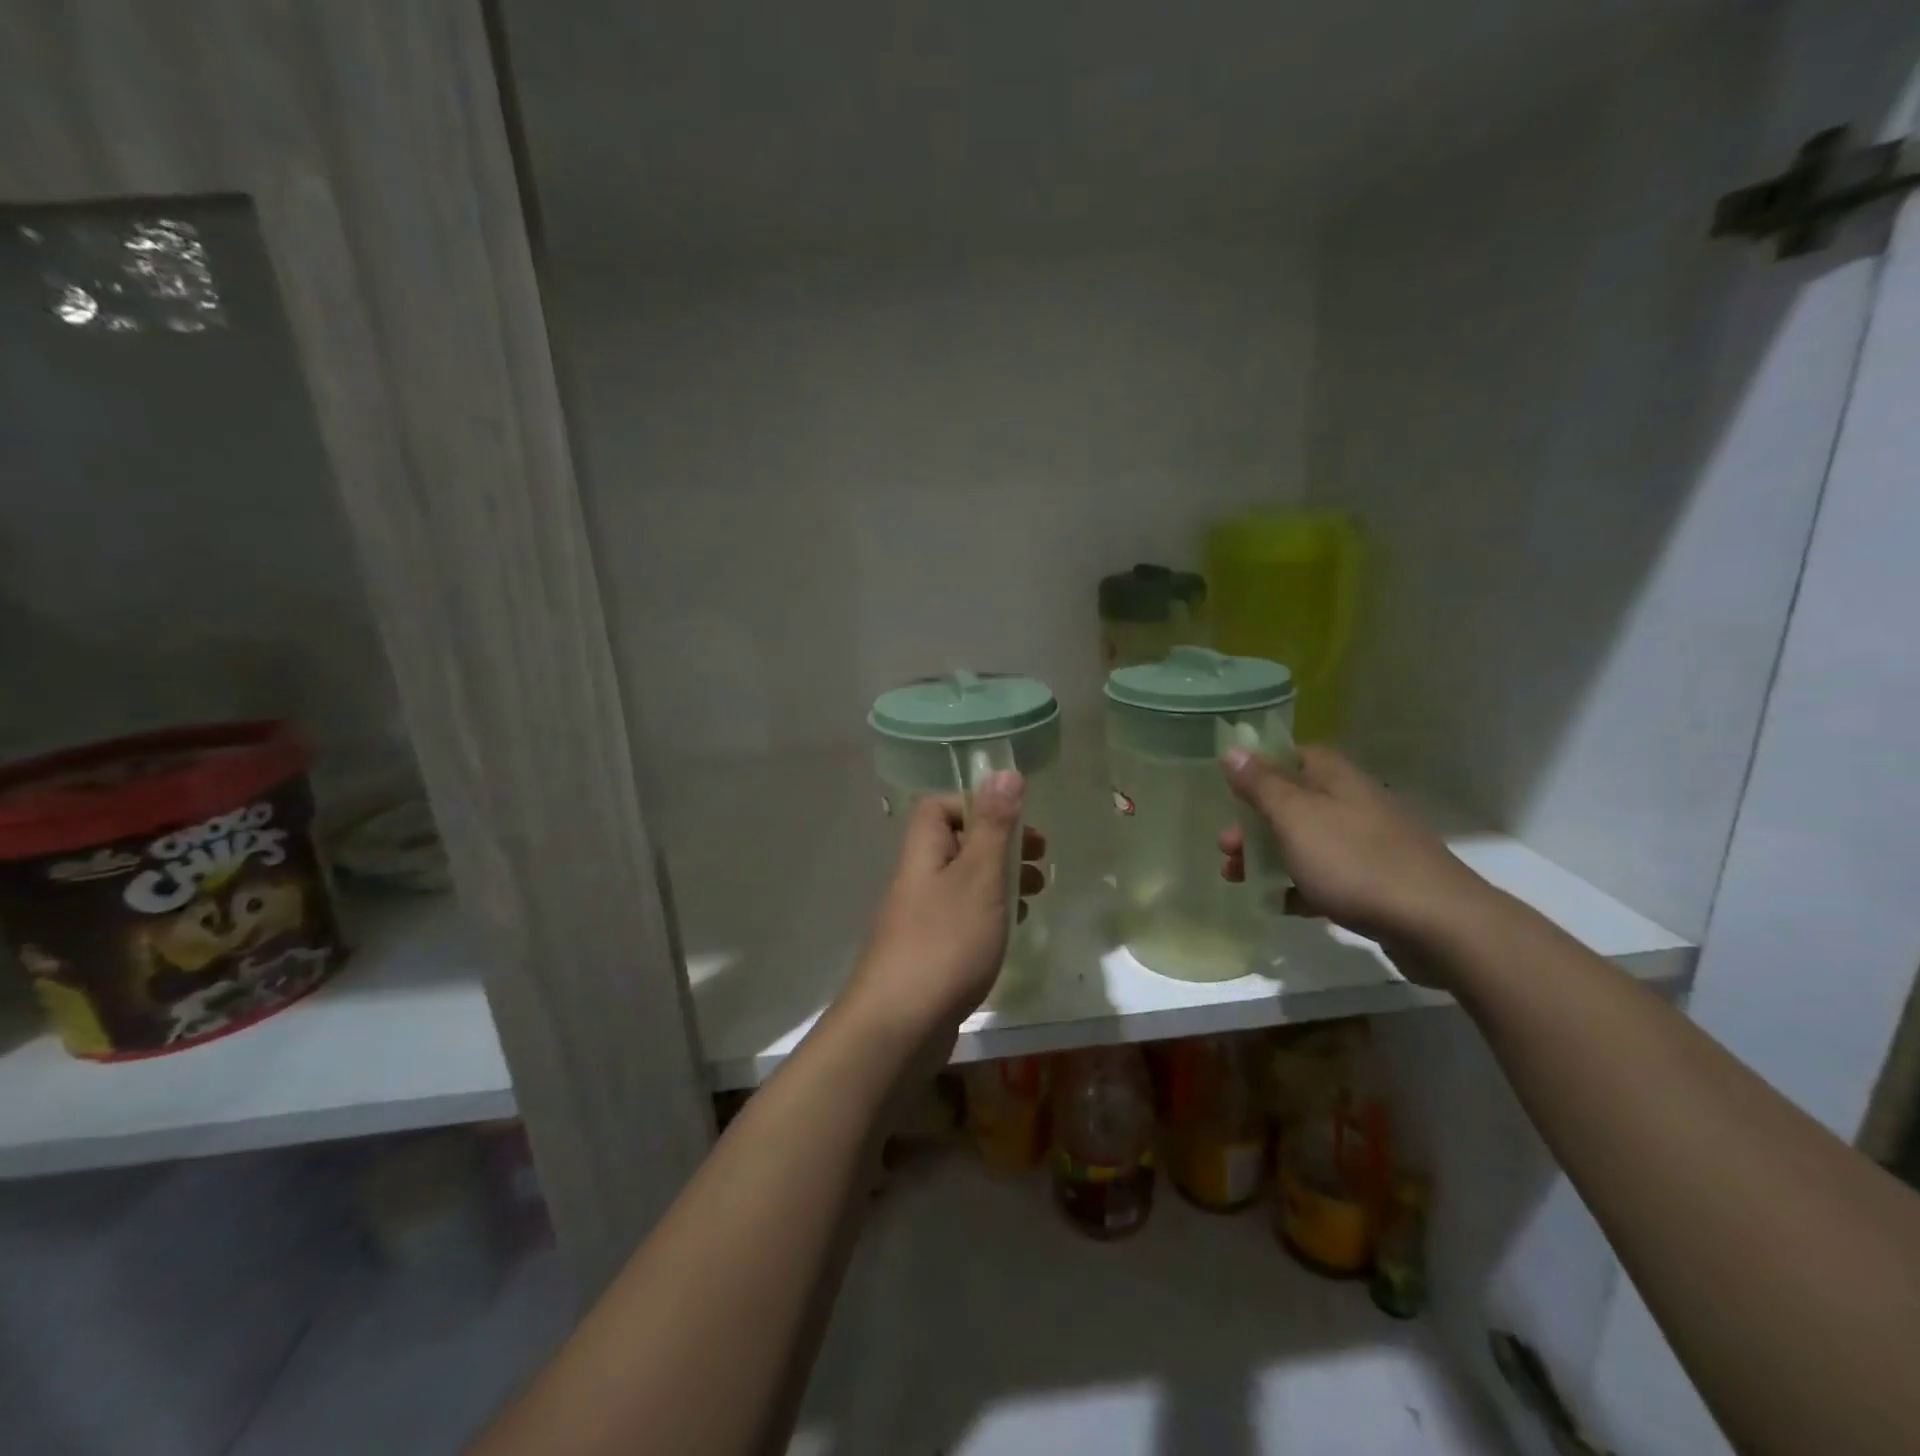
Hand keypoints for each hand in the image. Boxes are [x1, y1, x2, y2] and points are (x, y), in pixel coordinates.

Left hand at [842, 771, 1046, 1040]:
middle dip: (999, 845)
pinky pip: (962, 919)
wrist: (899, 1026)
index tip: (1013, 821)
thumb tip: (1004, 771)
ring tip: (1037, 892)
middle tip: (1039, 856)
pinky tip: (1012, 929)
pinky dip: (990, 915)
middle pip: (956, 844)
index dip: (975, 805)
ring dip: (1000, 880)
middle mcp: (916, 880)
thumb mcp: (978, 876)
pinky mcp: (928, 954)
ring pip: (963, 883)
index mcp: (922, 853)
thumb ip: (993, 826)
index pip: (938, 807)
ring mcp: (919, 919)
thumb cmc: (945, 941)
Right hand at [1218, 745, 1496, 980]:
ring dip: (1269, 857)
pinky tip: (1279, 905)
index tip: (1230, 788)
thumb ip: (1262, 786)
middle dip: (1255, 823)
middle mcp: (1354, 805)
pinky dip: (1299, 888)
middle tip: (1226, 847)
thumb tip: (1233, 749)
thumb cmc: (1355, 862)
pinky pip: (1327, 880)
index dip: (1261, 767)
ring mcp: (1369, 846)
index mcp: (1337, 780)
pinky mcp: (1378, 886)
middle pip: (1295, 804)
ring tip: (1237, 879)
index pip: (1295, 756)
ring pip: (1307, 843)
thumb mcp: (1296, 818)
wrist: (1438, 925)